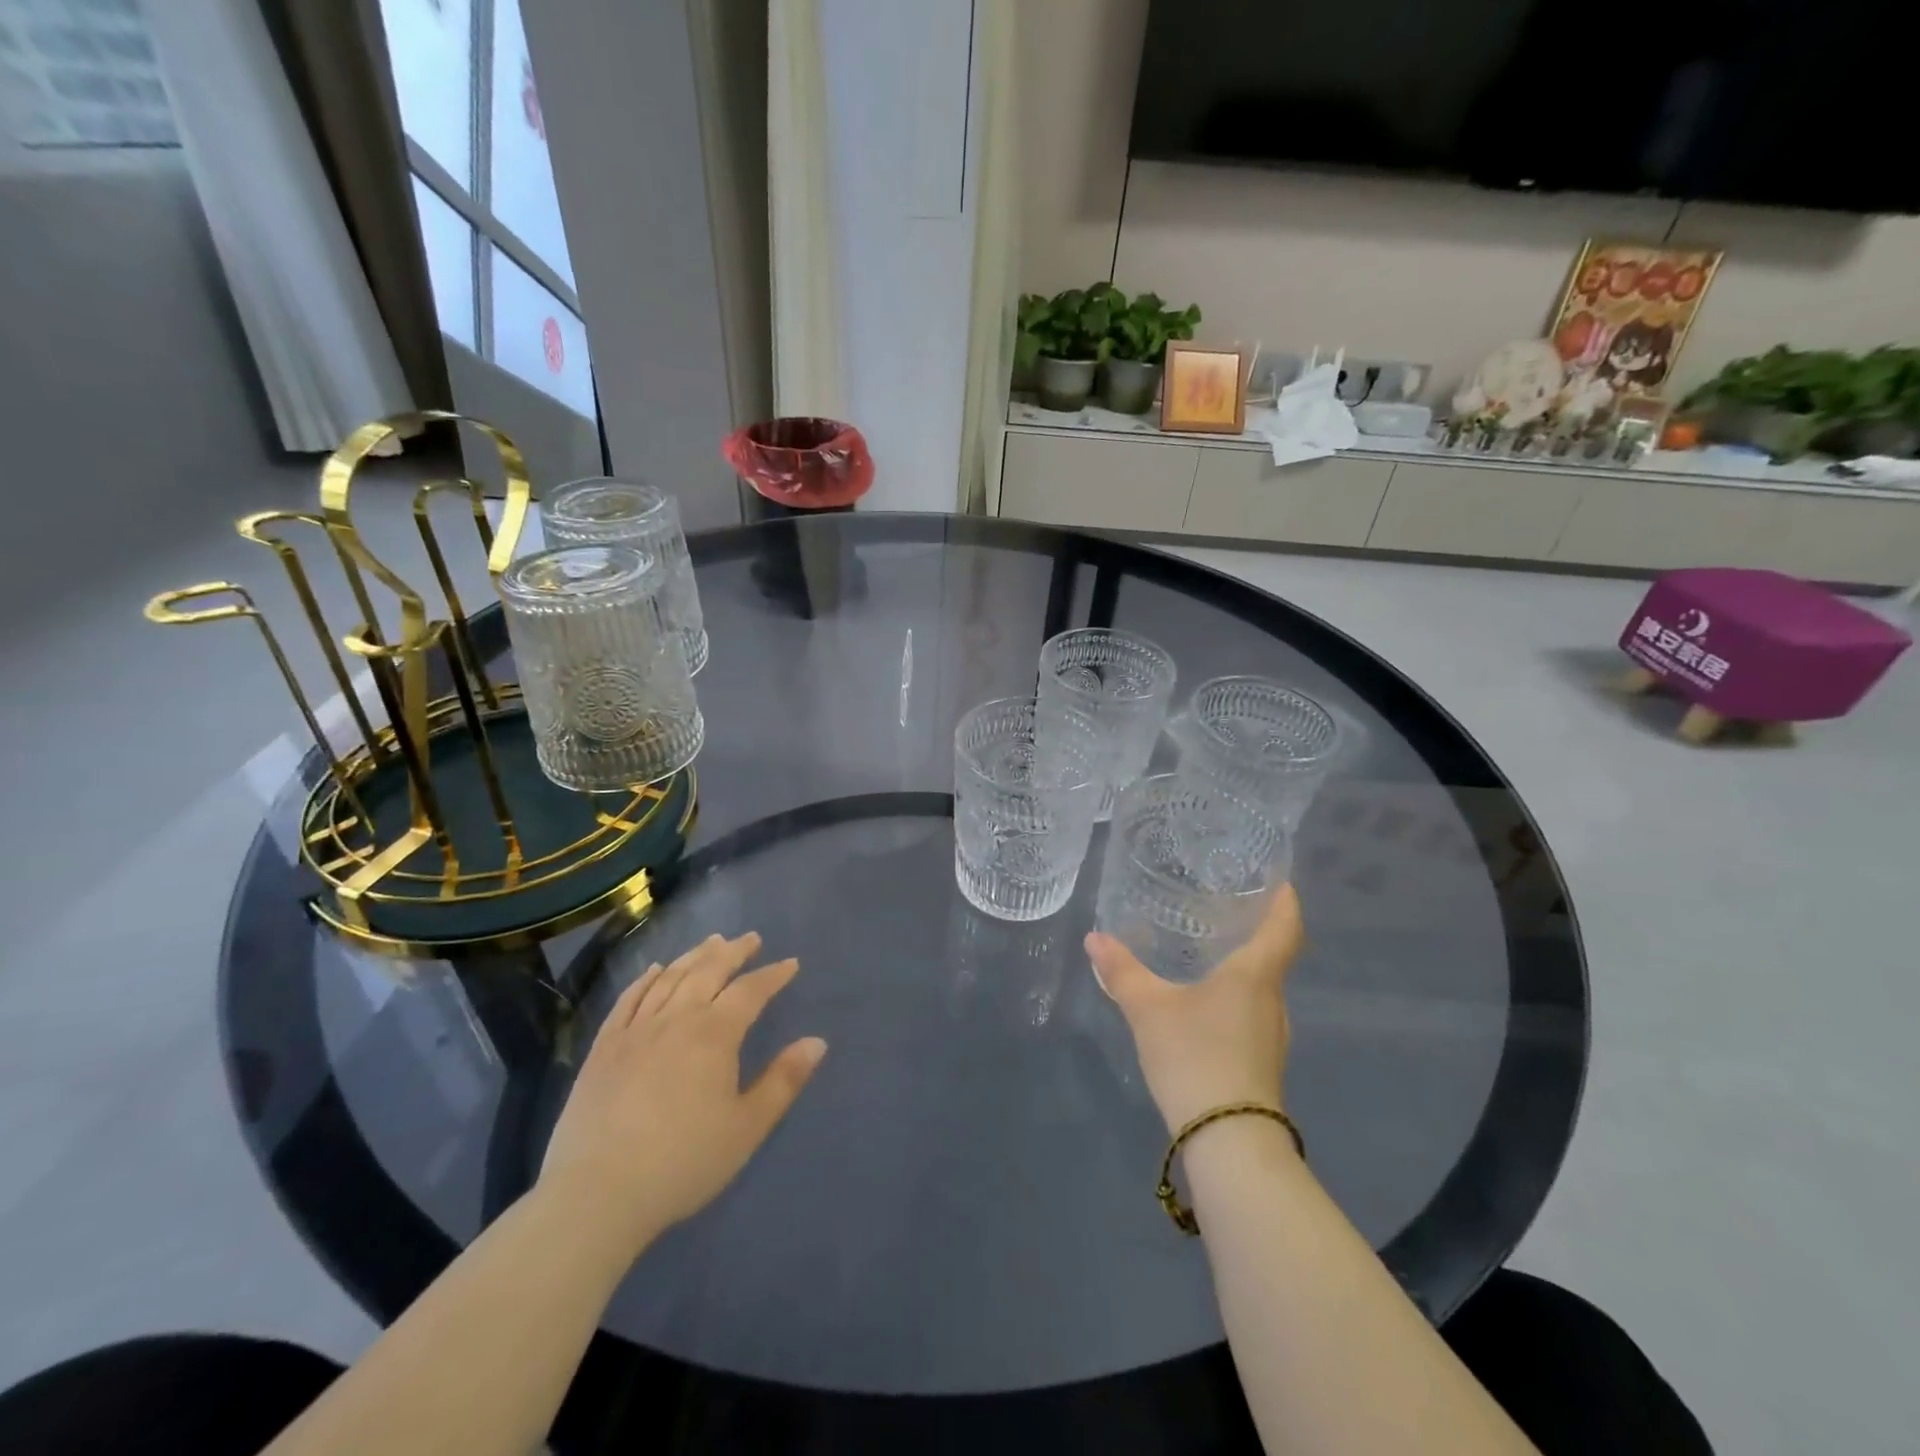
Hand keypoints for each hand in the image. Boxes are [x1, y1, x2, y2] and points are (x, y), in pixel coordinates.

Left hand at [538, 932, 826, 1251]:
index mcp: (714, 1035)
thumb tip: (817, 1041)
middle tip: (750, 938)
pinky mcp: (604, 1048)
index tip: (790, 963)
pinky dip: (645, 979)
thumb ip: (783, 1080)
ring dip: (694, 956)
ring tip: (711, 942)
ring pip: (669, 978)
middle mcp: (676, 1019)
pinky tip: (654, 970)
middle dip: (733, 952)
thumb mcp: (747, 1127)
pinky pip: (628, 999)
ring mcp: (635, 1030)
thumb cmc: (683, 1162)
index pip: (750, 991)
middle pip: (708, 971)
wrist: (597, 1194)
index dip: (773, 975)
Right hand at [1084, 886, 1303, 1133]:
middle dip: (1255, 932)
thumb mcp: (1149, 1010)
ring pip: (1261, 989)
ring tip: (1209, 950)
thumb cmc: (1195, 1057)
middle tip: (1224, 909)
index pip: (1284, 928)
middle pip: (1274, 957)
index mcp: (1255, 976)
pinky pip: (1251, 1014)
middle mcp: (1272, 1001)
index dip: (1285, 902)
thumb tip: (1094, 937)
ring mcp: (1271, 1036)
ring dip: (1243, 968)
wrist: (1228, 1142)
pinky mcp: (1261, 1063)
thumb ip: (1122, 972)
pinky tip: (1205, 1002)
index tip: (1280, 881)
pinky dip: (1234, 997)